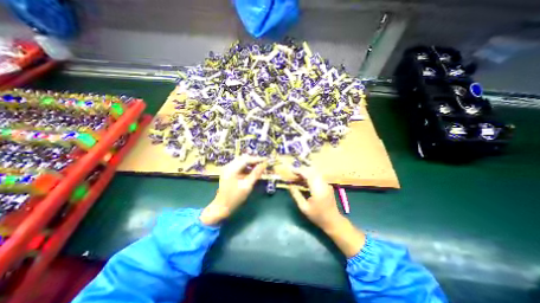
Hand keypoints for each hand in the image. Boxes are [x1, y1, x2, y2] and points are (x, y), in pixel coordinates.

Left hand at [199, 156, 266, 224]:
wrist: (222, 206)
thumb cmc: (235, 198)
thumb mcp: (247, 186)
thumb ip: (256, 174)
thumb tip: (264, 164)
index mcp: (231, 169)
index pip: (246, 159)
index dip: (257, 159)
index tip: (266, 160)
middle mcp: (228, 166)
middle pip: (243, 158)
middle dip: (254, 160)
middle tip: (263, 163)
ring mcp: (227, 168)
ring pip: (241, 161)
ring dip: (250, 163)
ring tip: (259, 167)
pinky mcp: (228, 172)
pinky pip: (238, 165)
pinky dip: (246, 167)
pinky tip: (252, 171)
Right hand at [286, 168, 340, 231]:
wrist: (333, 221)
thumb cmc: (317, 216)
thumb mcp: (304, 207)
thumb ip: (296, 195)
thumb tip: (290, 185)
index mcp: (318, 190)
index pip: (308, 175)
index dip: (299, 171)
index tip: (291, 170)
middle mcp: (324, 184)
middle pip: (312, 171)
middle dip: (302, 170)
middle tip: (293, 173)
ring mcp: (327, 184)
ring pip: (315, 173)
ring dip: (306, 173)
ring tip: (297, 176)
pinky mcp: (327, 185)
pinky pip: (318, 177)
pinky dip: (310, 176)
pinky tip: (304, 181)